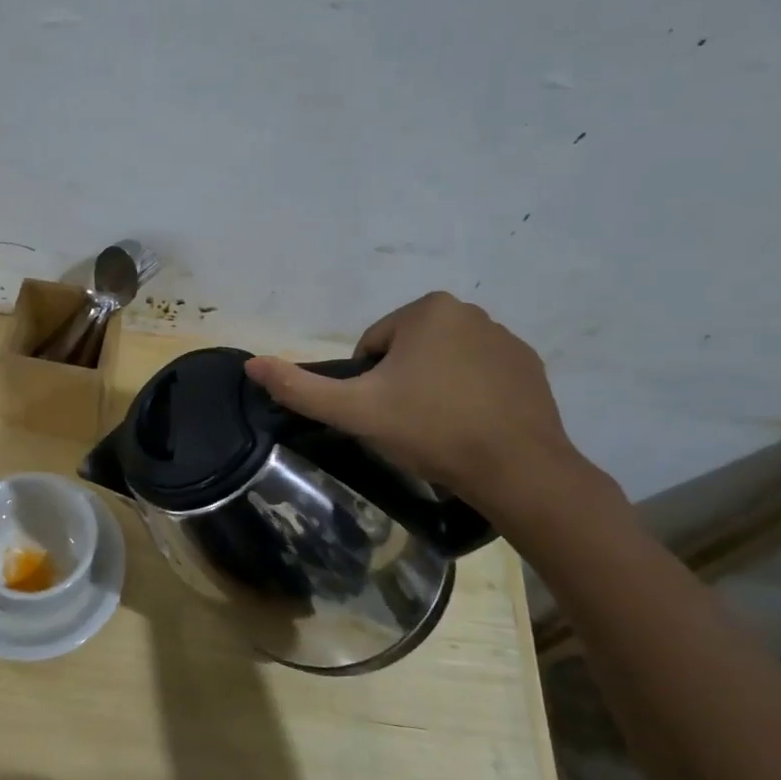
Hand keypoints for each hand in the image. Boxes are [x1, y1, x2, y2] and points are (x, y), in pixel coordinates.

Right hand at [244, 292, 579, 508]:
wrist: (516, 469)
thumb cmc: (429, 430)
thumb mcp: (354, 412)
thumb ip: (300, 387)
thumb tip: (251, 364)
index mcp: (427, 310)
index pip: (372, 346)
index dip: (366, 383)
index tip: (381, 414)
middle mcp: (470, 311)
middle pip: (407, 351)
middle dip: (400, 383)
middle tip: (406, 425)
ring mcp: (505, 338)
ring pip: (443, 362)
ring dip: (433, 389)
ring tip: (438, 430)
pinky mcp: (529, 367)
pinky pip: (479, 375)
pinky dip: (468, 395)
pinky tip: (470, 428)